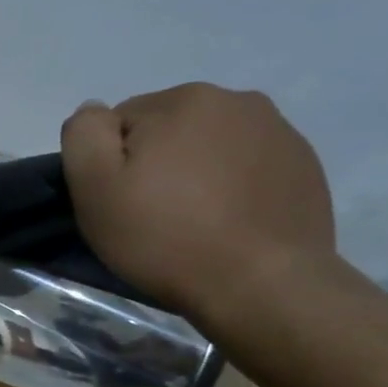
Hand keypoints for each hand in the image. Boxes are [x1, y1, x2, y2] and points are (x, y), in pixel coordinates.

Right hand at [60, 84, 337, 329]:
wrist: (263, 286)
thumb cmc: (166, 237)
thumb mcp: (95, 187)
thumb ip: (84, 134)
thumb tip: (94, 111)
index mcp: (182, 100)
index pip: (120, 122)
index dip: (111, 164)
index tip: (120, 202)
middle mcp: (236, 100)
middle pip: (167, 129)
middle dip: (155, 162)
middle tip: (154, 214)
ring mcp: (278, 131)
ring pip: (209, 145)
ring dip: (194, 171)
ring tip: (195, 220)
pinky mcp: (303, 165)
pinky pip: (247, 165)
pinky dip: (232, 186)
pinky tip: (229, 222)